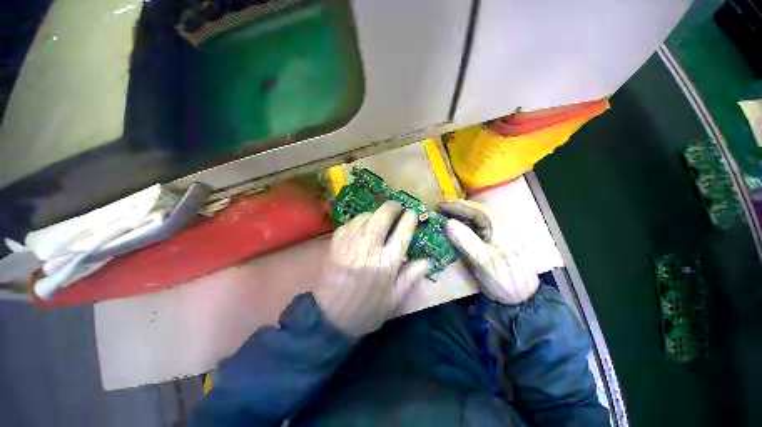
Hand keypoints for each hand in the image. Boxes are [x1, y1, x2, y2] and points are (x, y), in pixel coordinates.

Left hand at [314, 201, 429, 335]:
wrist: (329, 318)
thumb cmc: (367, 310)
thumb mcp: (394, 299)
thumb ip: (411, 277)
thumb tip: (427, 261)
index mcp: (386, 264)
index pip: (402, 232)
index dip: (409, 219)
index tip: (412, 213)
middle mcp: (368, 249)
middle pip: (382, 217)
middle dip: (392, 207)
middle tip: (397, 207)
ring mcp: (349, 244)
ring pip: (366, 216)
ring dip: (376, 213)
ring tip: (380, 218)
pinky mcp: (335, 244)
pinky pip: (350, 223)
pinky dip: (359, 221)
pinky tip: (362, 226)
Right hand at [439, 200, 538, 304]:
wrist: (523, 296)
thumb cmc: (503, 278)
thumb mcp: (483, 261)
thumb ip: (466, 240)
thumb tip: (447, 223)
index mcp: (497, 226)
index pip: (474, 210)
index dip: (455, 206)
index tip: (439, 205)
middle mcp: (500, 224)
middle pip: (476, 210)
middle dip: (457, 208)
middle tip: (440, 209)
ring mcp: (500, 232)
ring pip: (479, 216)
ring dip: (462, 213)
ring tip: (447, 214)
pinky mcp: (498, 239)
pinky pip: (480, 225)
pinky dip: (467, 222)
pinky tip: (460, 225)